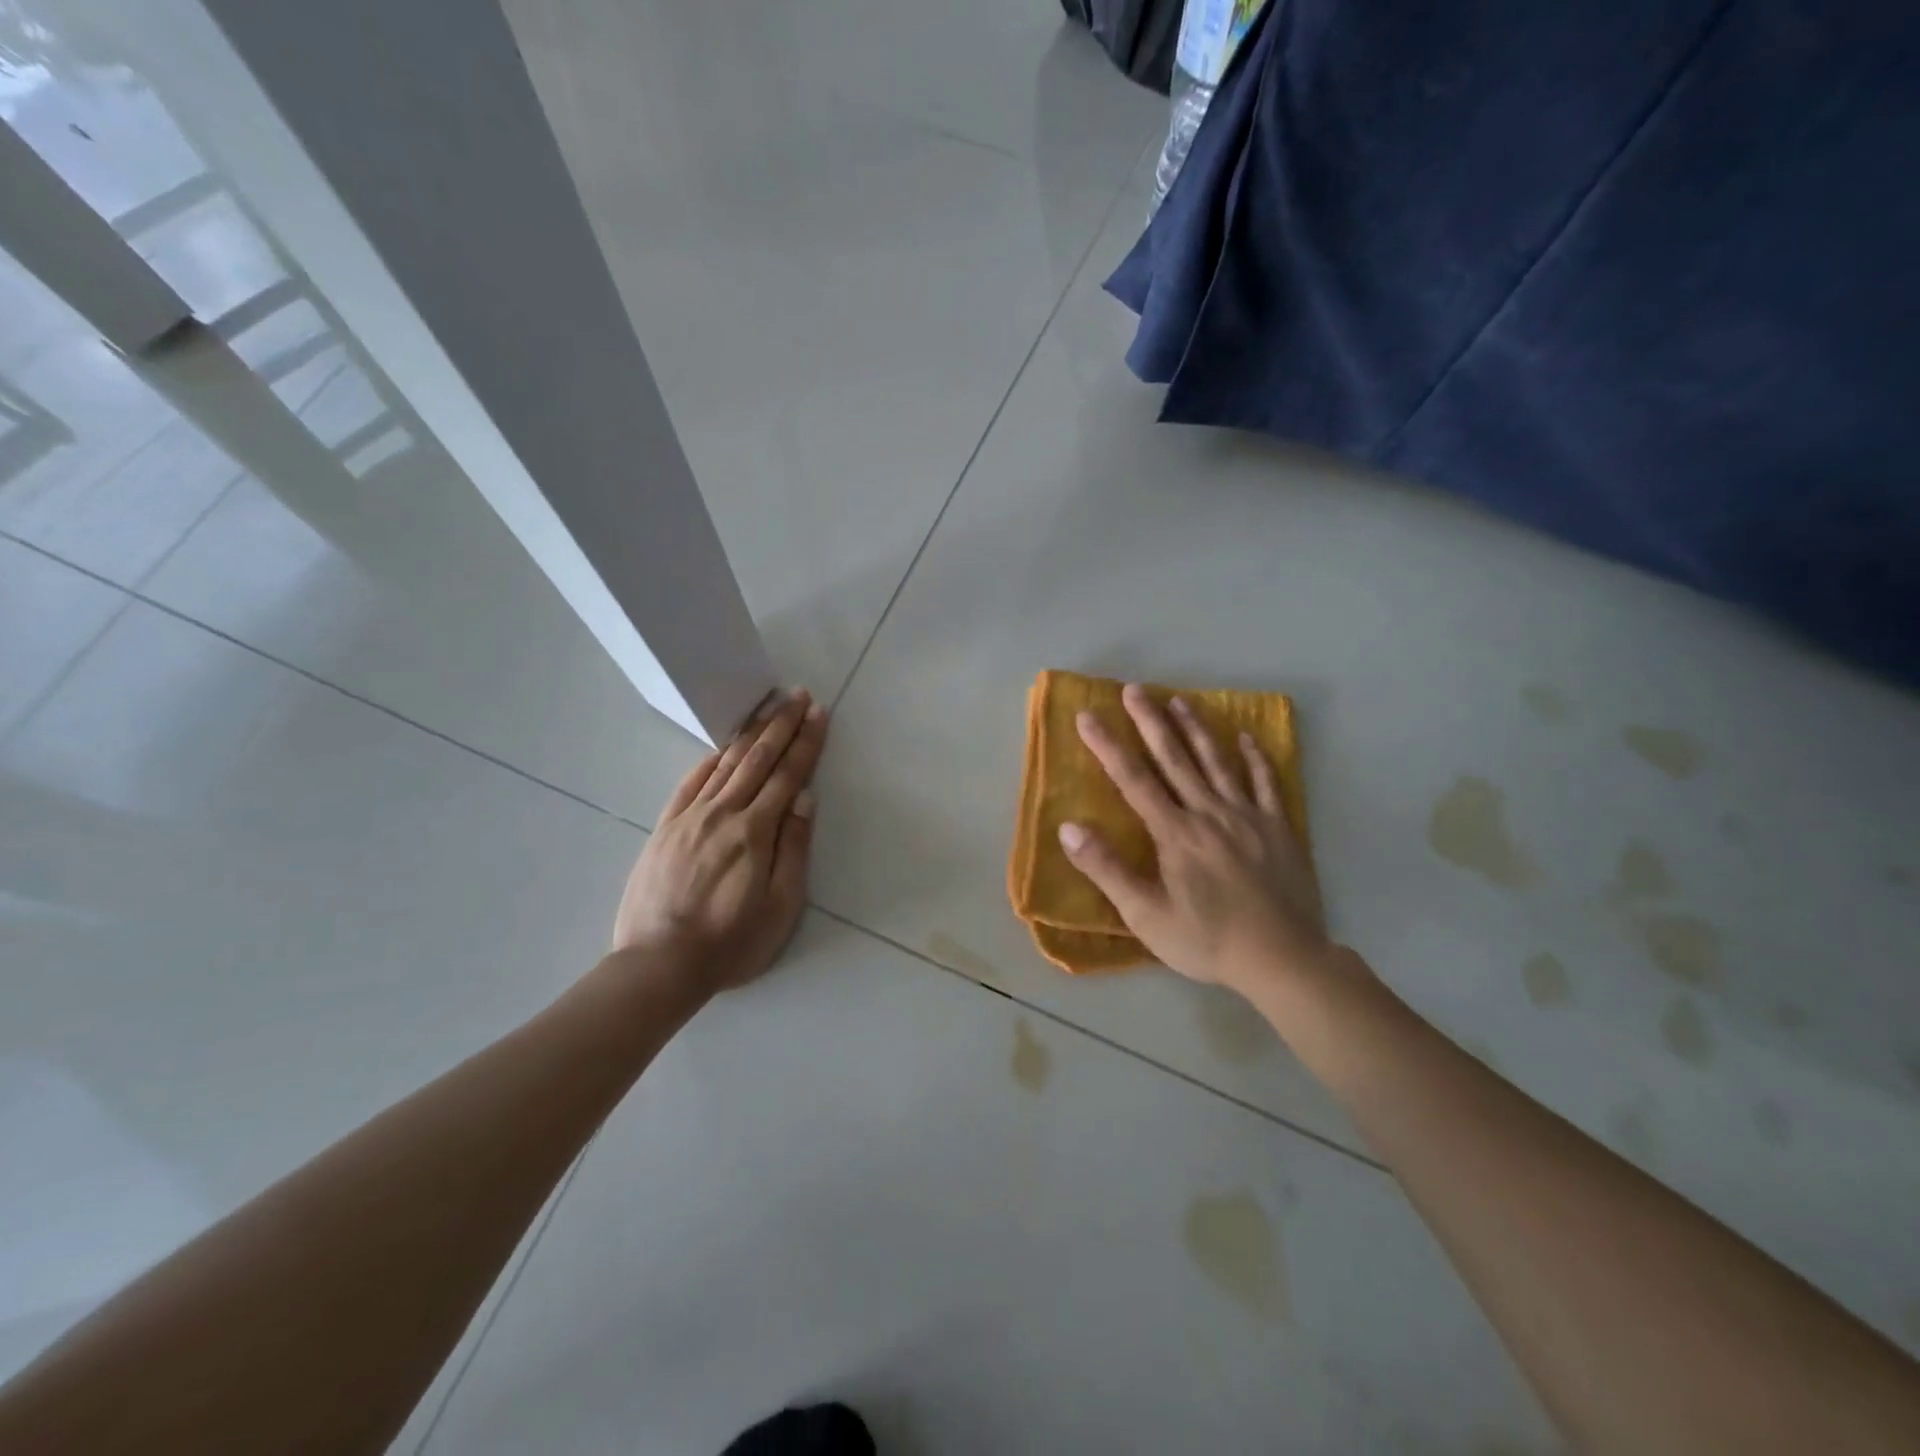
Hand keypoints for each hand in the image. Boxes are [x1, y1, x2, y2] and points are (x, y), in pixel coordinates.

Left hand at [610, 690, 828, 995]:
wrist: (659, 964)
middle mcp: (723, 813)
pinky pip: (689, 783)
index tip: (818, 713)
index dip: (806, 742)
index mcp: (755, 831)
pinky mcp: (665, 828)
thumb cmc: (731, 942)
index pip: (787, 775)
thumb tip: (805, 798)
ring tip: (767, 707)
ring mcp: (689, 817)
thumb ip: (793, 848)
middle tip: (798, 695)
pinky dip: (708, 760)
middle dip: (781, 724)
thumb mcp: (781, 906)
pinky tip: (720, 748)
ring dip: (749, 732)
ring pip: (724, 764)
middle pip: (757, 759)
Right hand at [1057, 684, 1327, 992]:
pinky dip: (1255, 758)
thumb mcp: (1146, 915)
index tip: (1088, 715)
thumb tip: (1068, 828)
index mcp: (1174, 833)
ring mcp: (1247, 817)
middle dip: (1150, 721)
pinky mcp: (1278, 828)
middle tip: (1134, 688)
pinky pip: (1266, 783)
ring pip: (1217, 762)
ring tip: (1179, 699)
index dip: (1108, 746)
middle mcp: (1208, 813)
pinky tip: (1246, 738)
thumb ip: (1107, 869)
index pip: (1133, 780)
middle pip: (1174, 759)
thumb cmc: (1207, 940)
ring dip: (1196, 729)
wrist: (1283, 959)